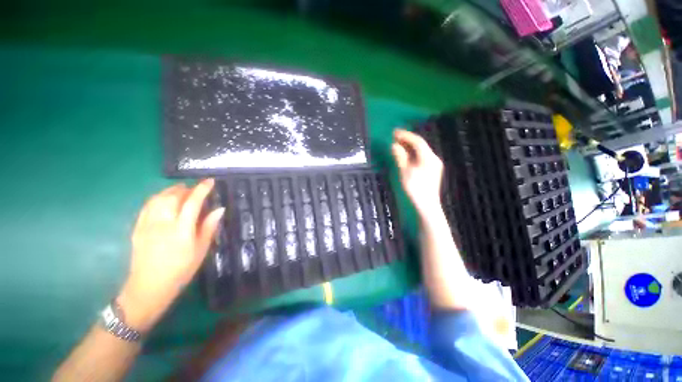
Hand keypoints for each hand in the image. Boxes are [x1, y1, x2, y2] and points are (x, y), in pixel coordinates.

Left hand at [118, 179, 223, 331]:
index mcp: (181, 230)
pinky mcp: (137, 228)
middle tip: (196, 188)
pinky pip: (147, 206)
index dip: (202, 189)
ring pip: (158, 198)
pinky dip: (158, 198)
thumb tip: (220, 209)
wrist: (149, 287)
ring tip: (181, 191)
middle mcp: (163, 223)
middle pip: (173, 196)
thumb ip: (209, 227)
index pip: (192, 202)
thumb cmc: (181, 270)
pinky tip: (164, 200)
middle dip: (186, 188)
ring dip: (171, 191)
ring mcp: (147, 225)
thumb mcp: (201, 250)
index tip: (210, 181)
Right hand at [391, 129, 443, 215]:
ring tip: (398, 143)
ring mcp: (434, 163)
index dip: (406, 136)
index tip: (394, 132)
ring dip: (410, 146)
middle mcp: (433, 158)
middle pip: (420, 145)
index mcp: (428, 158)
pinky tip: (406, 154)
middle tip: (395, 136)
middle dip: (407, 140)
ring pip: (421, 150)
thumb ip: (400, 157)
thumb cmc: (415, 188)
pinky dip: (413, 153)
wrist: (427, 204)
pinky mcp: (433, 169)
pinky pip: (422, 156)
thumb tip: (394, 145)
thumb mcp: (405, 172)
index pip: (417, 142)